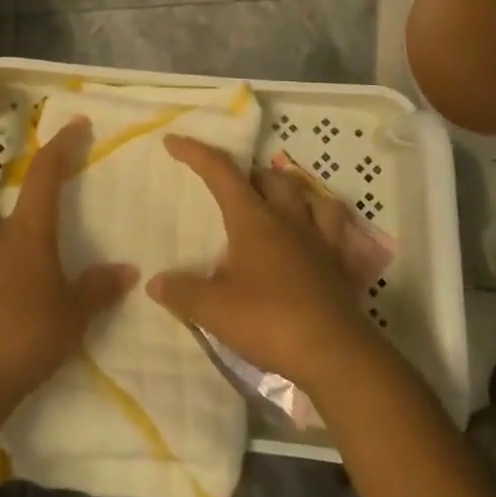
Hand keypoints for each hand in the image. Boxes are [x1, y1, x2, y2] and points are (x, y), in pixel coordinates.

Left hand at [0, 119, 137, 421]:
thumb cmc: (24, 336)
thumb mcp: (72, 315)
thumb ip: (98, 289)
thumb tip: (128, 270)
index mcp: (26, 231)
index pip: (45, 174)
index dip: (61, 146)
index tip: (77, 124)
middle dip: (13, 211)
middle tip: (36, 230)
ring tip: (22, 269)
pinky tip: (6, 302)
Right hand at [148, 136, 375, 389]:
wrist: (335, 355)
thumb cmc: (270, 322)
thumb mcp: (214, 310)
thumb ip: (182, 292)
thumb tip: (155, 282)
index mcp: (254, 220)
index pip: (221, 173)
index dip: (196, 153)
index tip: (173, 141)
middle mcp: (288, 219)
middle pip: (270, 177)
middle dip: (247, 174)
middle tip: (230, 188)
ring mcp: (320, 239)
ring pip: (308, 195)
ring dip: (288, 191)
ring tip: (275, 202)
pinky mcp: (340, 264)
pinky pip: (335, 228)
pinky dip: (321, 221)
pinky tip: (314, 234)